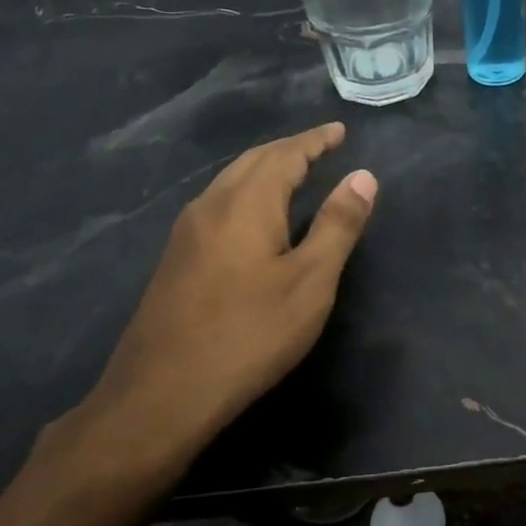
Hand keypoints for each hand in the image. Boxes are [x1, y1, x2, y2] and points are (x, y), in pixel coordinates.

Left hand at [41, 122, 375, 490]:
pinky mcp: (176, 260)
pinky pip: (218, 205)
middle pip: (252, 162)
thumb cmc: (249, 334)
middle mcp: (210, 207)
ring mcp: (186, 234)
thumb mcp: (310, 282)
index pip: (285, 155)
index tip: (339, 131)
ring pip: (230, 182)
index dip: (315, 141)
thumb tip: (363, 176)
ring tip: (294, 174)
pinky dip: (246, 193)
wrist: (162, 394)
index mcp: (245, 204)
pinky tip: (254, 217)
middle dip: (289, 149)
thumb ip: (337, 225)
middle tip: (322, 147)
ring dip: (264, 170)